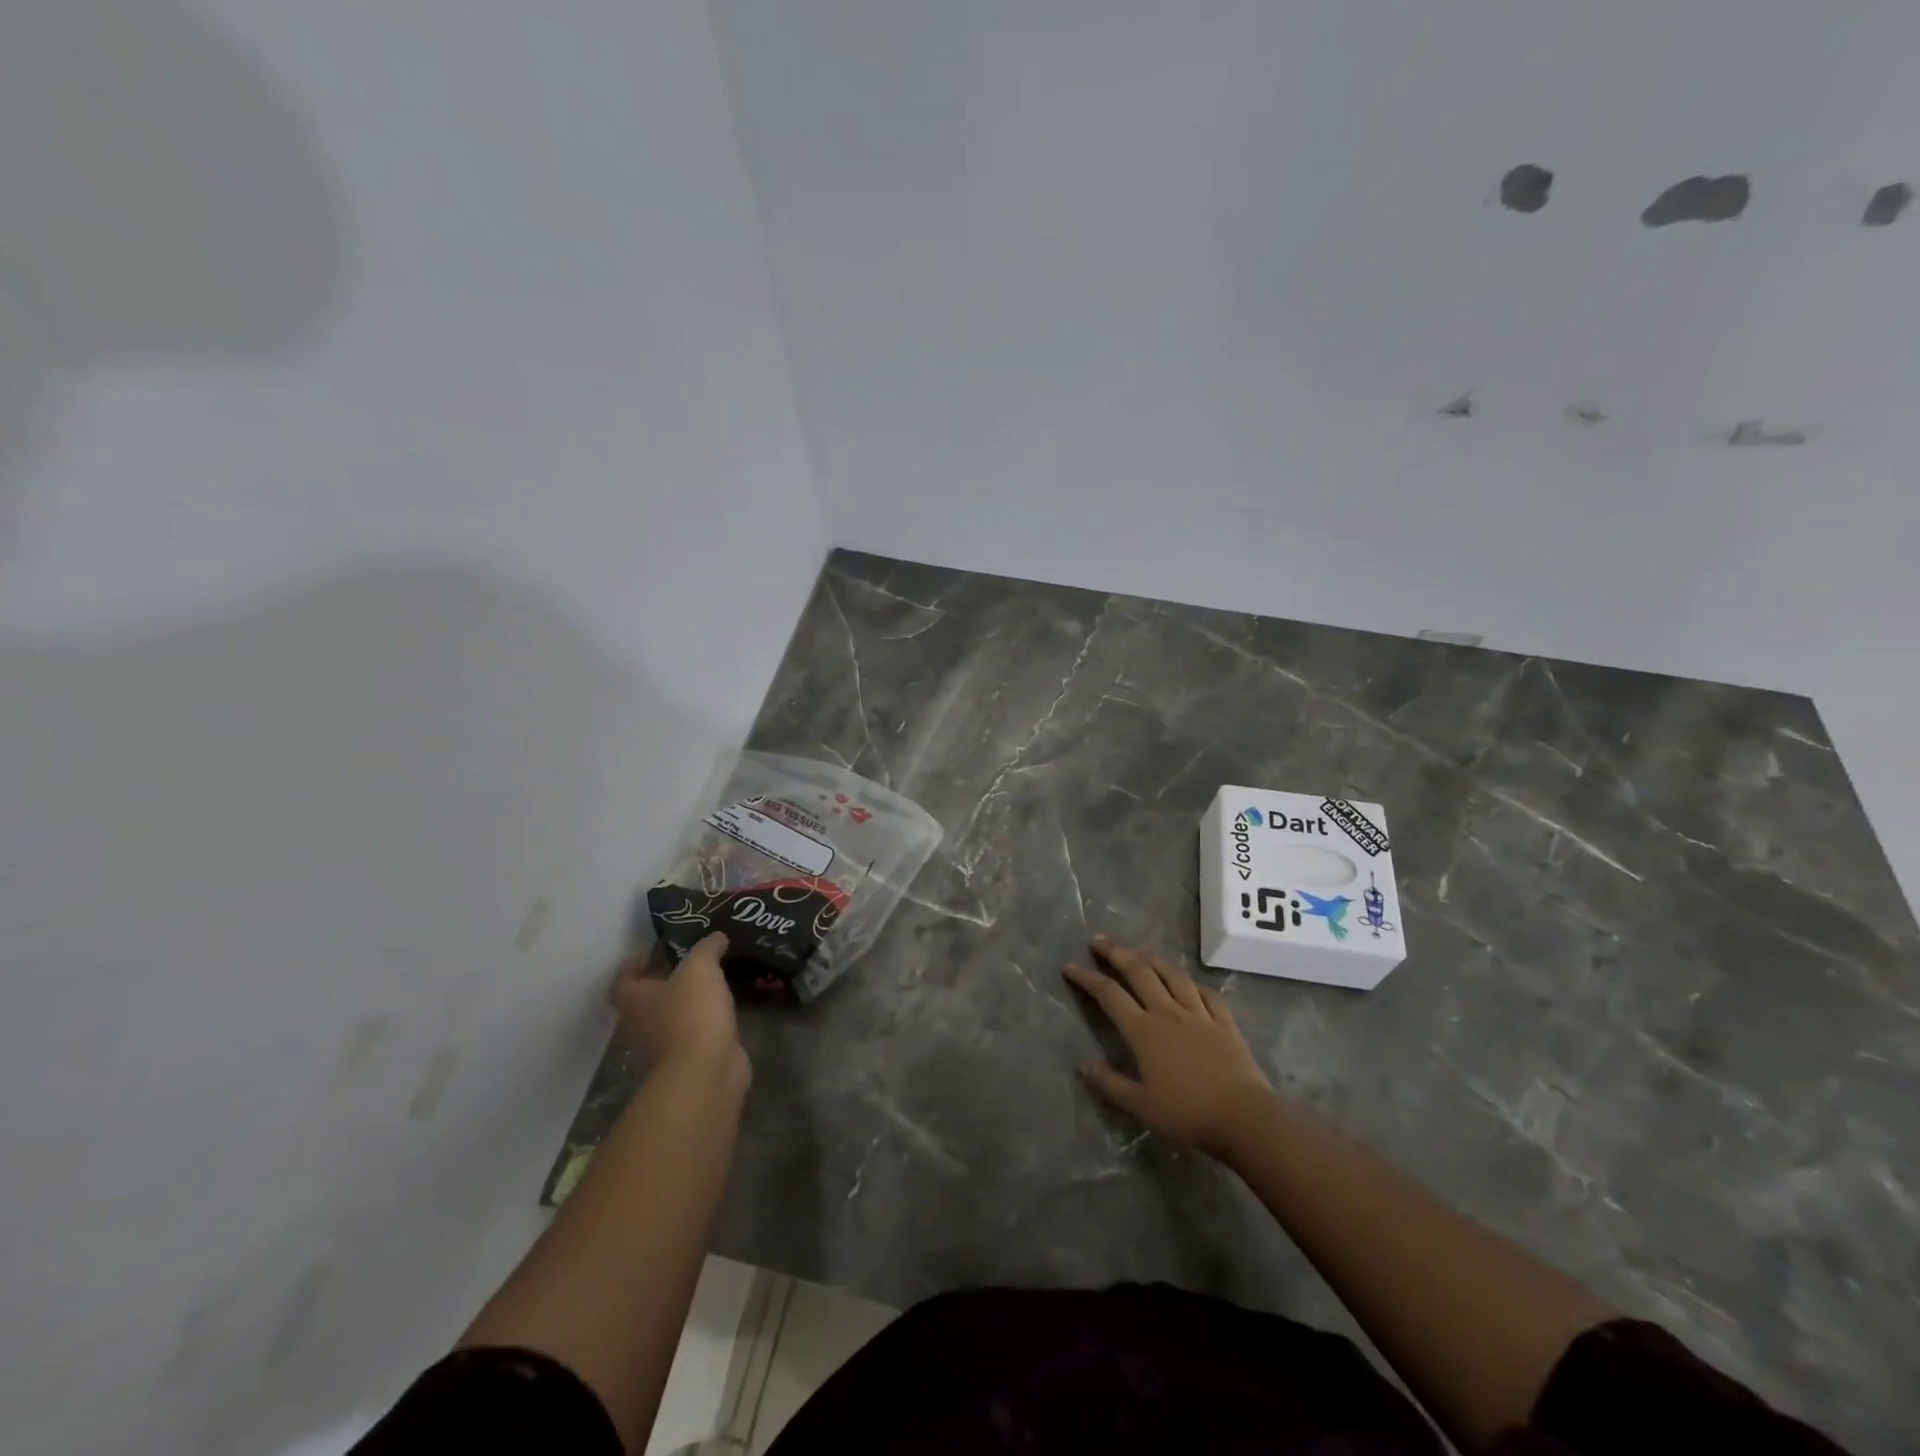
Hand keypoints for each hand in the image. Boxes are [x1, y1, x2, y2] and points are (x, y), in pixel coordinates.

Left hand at [612, 934, 748, 1090]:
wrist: (705, 1069)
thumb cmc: (691, 1012)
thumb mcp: (700, 967)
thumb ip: (707, 948)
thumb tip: (716, 936)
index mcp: (634, 999)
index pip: (622, 979)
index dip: (634, 963)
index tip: (655, 949)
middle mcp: (641, 1023)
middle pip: (646, 998)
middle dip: (665, 979)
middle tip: (690, 960)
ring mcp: (664, 1044)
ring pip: (671, 1014)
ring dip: (687, 999)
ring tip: (713, 978)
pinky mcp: (689, 1056)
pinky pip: (694, 1029)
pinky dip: (705, 1017)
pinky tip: (724, 1003)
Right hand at [1064, 935, 1272, 1156]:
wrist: (1244, 1117)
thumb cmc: (1187, 1113)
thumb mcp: (1141, 1106)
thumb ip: (1111, 1083)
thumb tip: (1084, 1065)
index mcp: (1144, 1031)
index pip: (1109, 995)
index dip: (1088, 978)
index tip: (1071, 966)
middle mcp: (1168, 1012)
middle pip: (1139, 972)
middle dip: (1116, 953)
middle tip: (1099, 940)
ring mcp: (1199, 1014)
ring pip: (1172, 975)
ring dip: (1152, 958)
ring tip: (1139, 950)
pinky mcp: (1224, 1022)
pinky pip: (1206, 994)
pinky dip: (1192, 983)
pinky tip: (1187, 981)